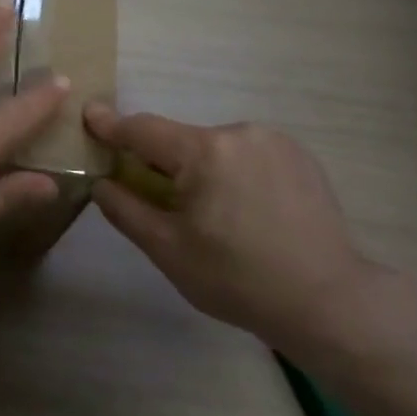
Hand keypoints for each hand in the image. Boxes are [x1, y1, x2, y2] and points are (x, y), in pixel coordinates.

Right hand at [84, 104, 416, 360]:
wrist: (327, 301)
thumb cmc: (237, 279)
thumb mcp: (167, 250)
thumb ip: (125, 209)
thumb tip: (102, 181)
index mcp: (205, 152)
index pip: (143, 129)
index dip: (111, 124)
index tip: (89, 114)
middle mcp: (239, 132)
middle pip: (180, 141)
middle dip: (162, 163)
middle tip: (161, 203)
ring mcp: (274, 141)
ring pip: (214, 148)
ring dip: (200, 169)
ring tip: (213, 215)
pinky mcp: (299, 155)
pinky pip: (246, 154)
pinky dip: (232, 171)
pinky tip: (246, 210)